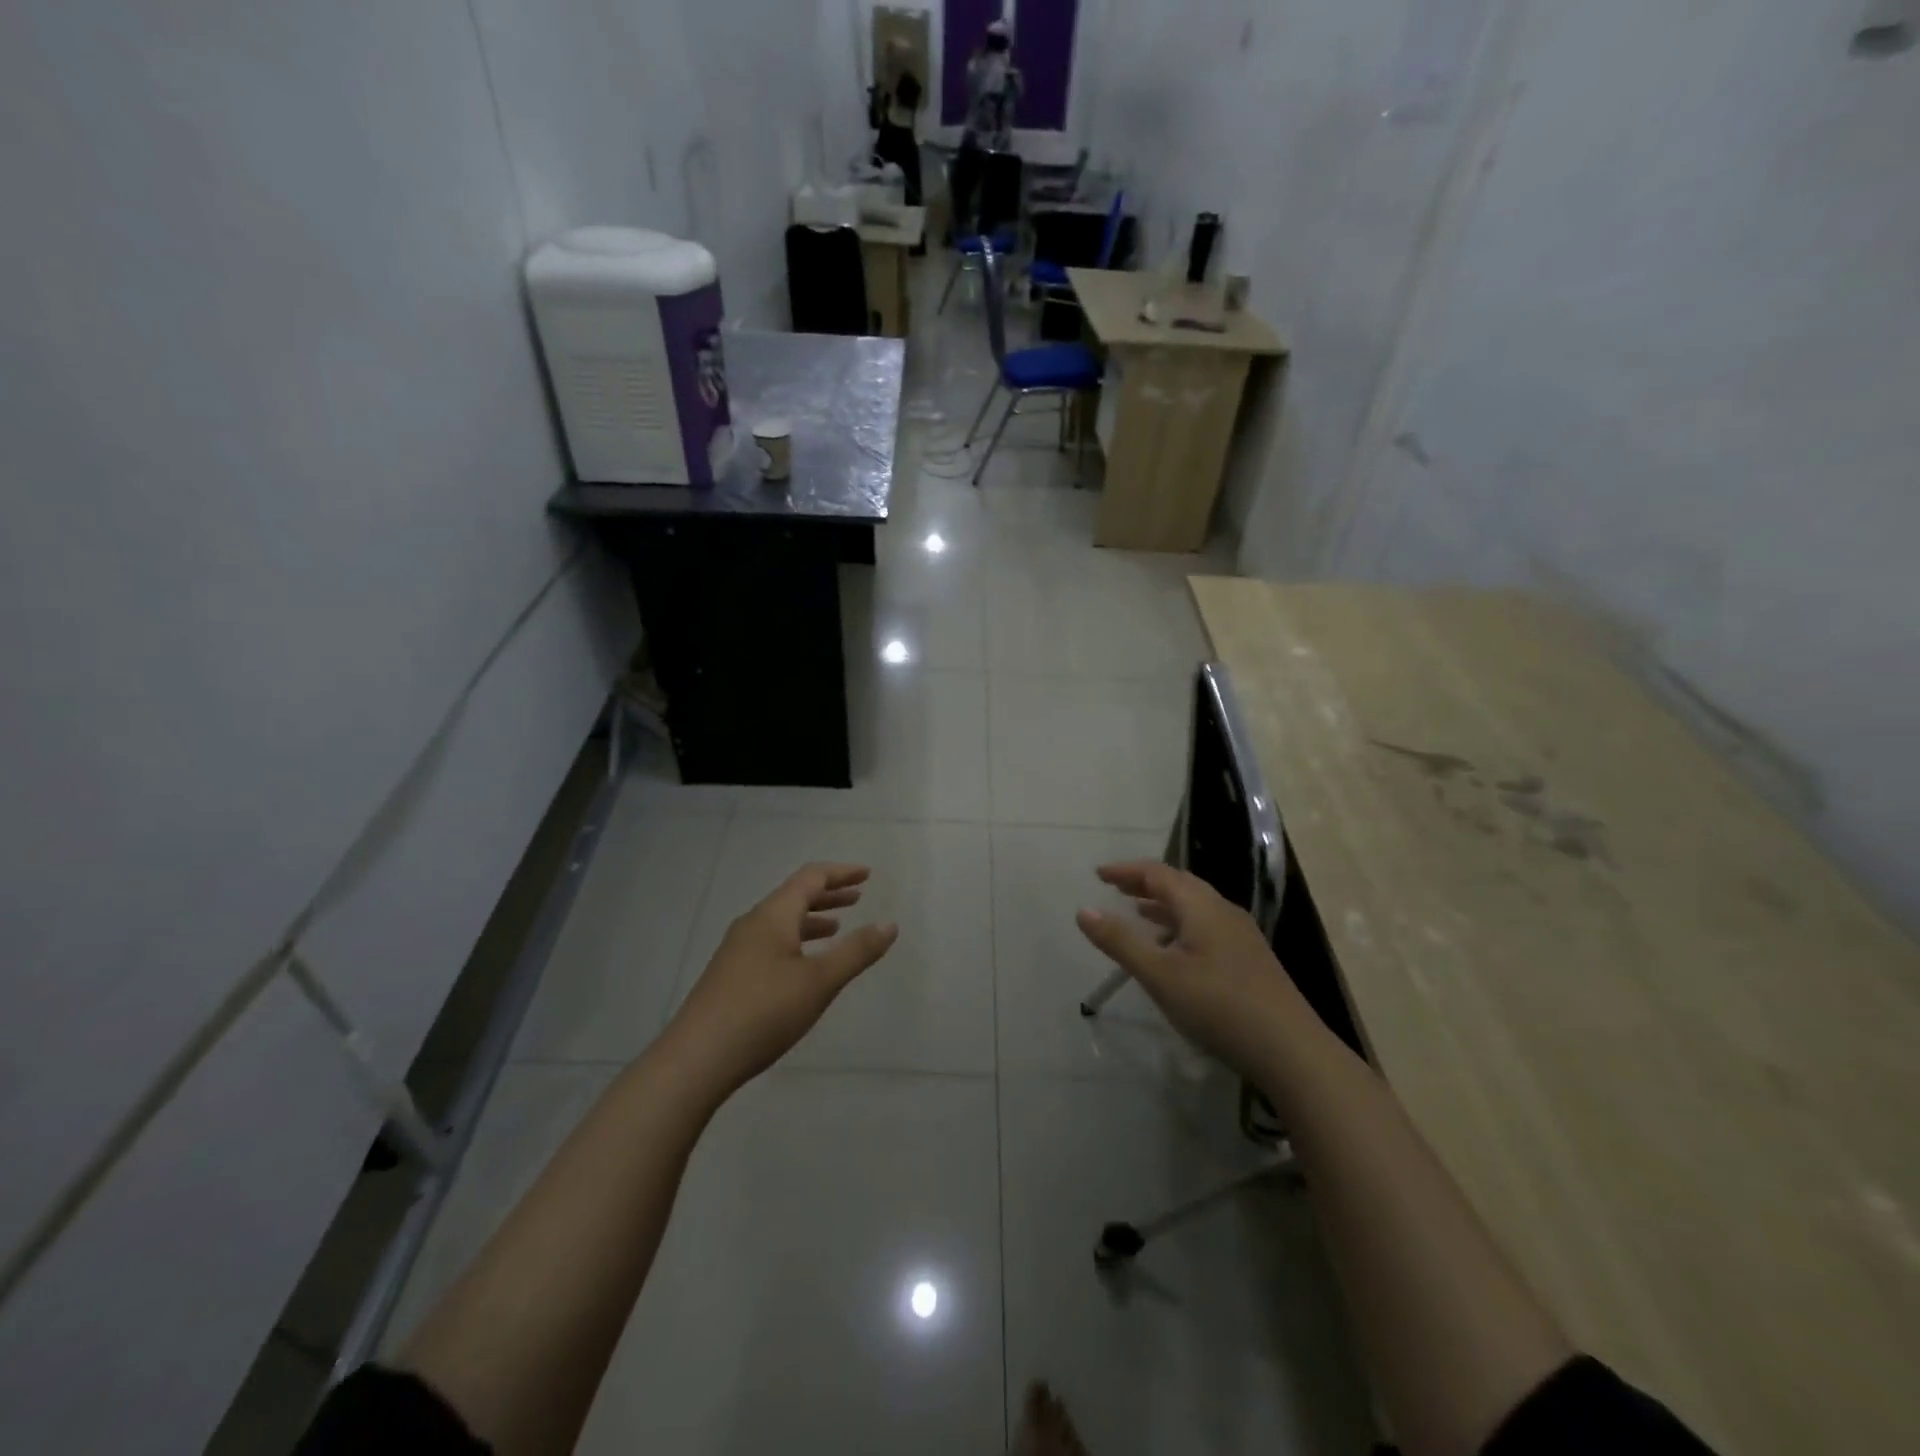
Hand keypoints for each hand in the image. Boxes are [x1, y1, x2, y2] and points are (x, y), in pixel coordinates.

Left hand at [663, 864, 897, 1097]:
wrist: (696, 1059)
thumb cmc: (764, 1012)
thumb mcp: (819, 981)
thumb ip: (857, 951)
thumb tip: (890, 924)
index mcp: (773, 916)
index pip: (811, 878)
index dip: (841, 873)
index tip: (867, 874)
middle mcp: (753, 924)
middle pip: (794, 896)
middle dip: (828, 894)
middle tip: (858, 896)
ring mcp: (737, 950)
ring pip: (781, 922)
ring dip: (811, 919)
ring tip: (837, 928)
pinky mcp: (730, 975)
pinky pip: (771, 942)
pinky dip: (796, 940)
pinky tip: (803, 965)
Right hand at [1075, 861, 1311, 1083]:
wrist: (1291, 1050)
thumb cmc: (1219, 1006)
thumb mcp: (1160, 975)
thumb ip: (1120, 941)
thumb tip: (1083, 911)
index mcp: (1201, 906)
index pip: (1158, 873)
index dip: (1126, 871)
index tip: (1098, 874)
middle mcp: (1223, 911)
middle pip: (1180, 885)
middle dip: (1145, 884)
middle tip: (1116, 889)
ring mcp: (1241, 935)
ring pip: (1195, 907)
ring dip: (1164, 905)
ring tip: (1139, 913)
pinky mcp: (1250, 959)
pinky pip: (1206, 926)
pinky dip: (1181, 925)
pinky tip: (1175, 950)